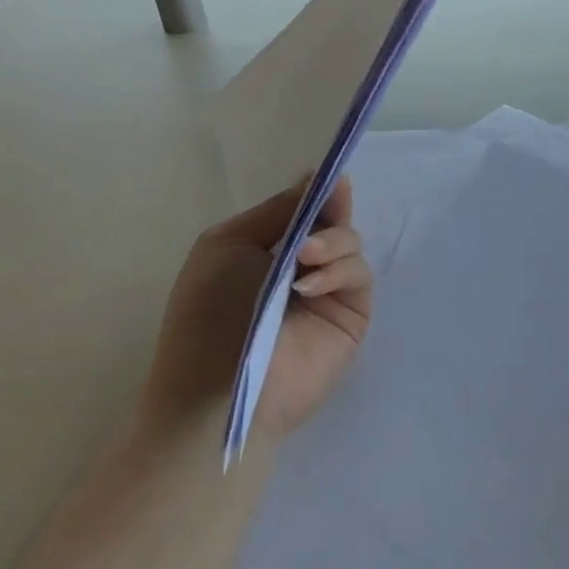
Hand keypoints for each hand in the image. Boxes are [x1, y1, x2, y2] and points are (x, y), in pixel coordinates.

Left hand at [143, 177, 371, 441]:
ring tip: (304, 260)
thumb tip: (318, 176)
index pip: (304, 209)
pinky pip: (360, 276)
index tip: (331, 176)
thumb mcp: (229, 246)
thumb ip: (280, 211)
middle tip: (327, 205)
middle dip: (331, 210)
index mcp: (266, 247)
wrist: (217, 392)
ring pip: (352, 244)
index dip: (318, 192)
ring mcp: (328, 291)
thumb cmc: (208, 317)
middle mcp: (300, 265)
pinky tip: (309, 287)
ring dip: (332, 242)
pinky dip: (339, 271)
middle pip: (334, 220)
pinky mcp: (351, 316)